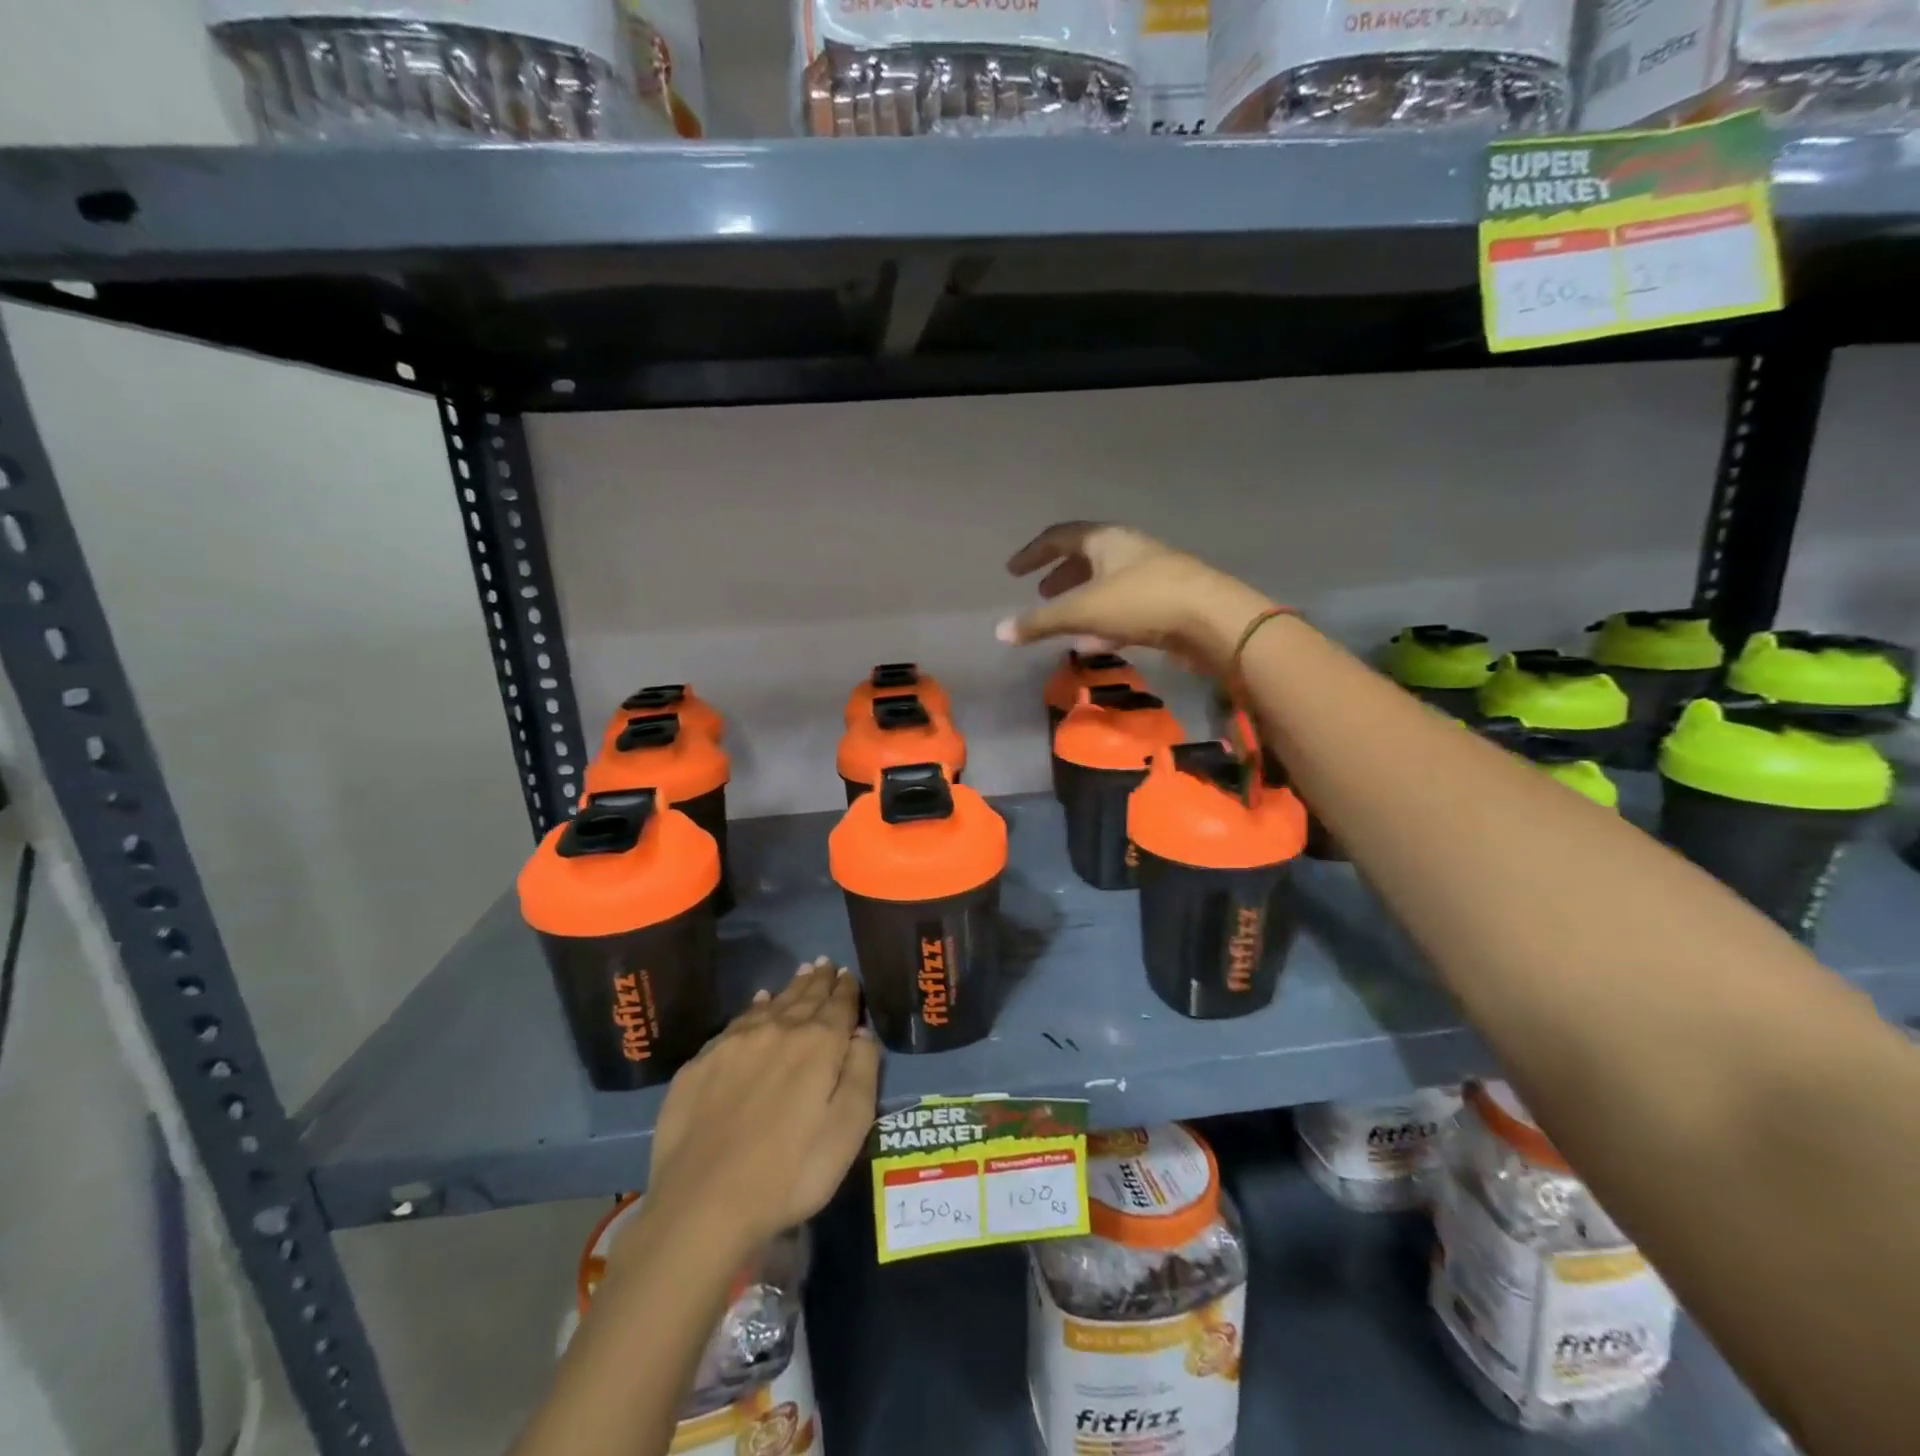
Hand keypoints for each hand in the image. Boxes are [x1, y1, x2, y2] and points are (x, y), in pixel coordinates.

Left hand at [637, 959, 879, 1257]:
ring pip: (771, 1005)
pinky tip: (757, 1003)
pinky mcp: (701, 1062)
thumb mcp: (847, 1131)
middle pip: (804, 998)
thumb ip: (861, 1074)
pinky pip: (737, 1022)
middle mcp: (778, 1030)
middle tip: (825, 963)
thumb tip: (862, 1033)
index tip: (849, 974)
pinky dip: (754, 1008)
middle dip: (818, 980)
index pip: (839, 1006)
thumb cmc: (790, 1173)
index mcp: (818, 1045)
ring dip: (790, 988)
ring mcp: (735, 1043)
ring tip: (801, 973)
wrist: (703, 1204)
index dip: (846, 989)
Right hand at [997, 522, 1275, 673]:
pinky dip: (1104, 619)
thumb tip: (1000, 631)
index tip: (1012, 571)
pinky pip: (1125, 605)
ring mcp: (1151, 574)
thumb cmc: (1142, 602)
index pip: (1060, 537)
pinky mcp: (1167, 601)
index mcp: (1106, 539)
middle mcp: (1129, 549)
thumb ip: (1041, 622)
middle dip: (1060, 576)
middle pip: (1086, 557)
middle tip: (1041, 594)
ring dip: (1082, 600)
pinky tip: (1096, 641)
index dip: (1033, 554)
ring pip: (1106, 583)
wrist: (1212, 619)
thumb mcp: (1083, 611)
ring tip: (1064, 620)